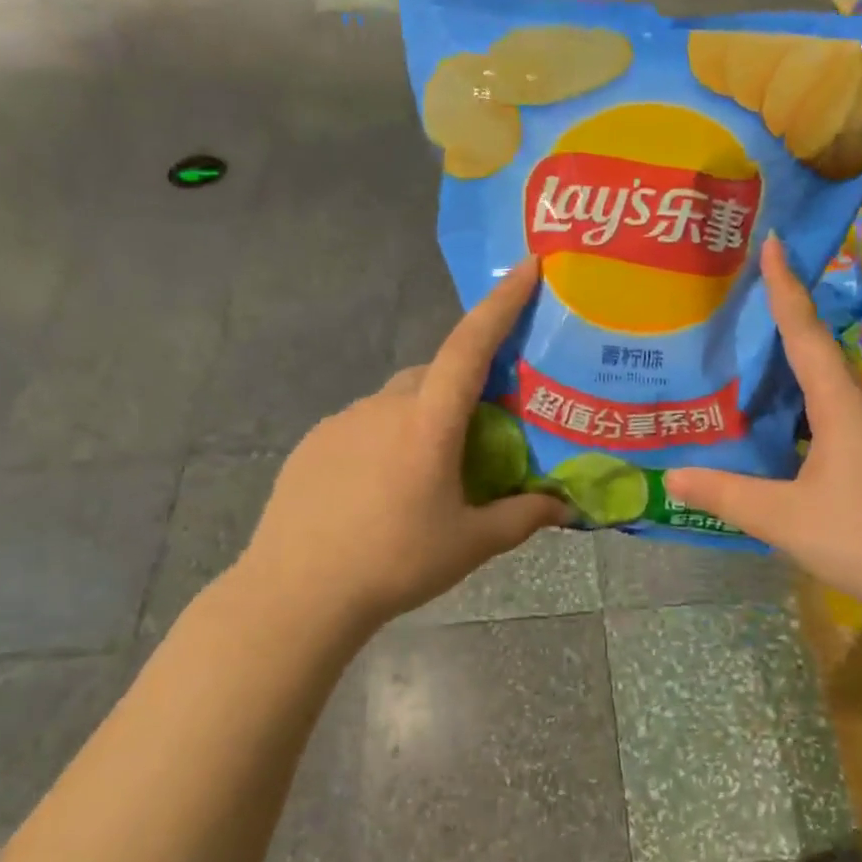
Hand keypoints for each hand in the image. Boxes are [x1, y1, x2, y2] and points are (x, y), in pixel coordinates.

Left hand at [240, 258, 565, 633]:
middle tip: (480, 434)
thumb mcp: (470, 544)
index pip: (470, 346)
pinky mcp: (315, 442)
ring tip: (429, 474)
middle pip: (434, 375)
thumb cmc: (394, 562)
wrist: (296, 593)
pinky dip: (386, 438)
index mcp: (428, 422)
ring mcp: (343, 421)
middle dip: (462, 387)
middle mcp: (385, 406)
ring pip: (398, 401)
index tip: (527, 268)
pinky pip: (365, 424)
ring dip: (423, 418)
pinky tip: (382, 488)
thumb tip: (564, 507)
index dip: (502, 303)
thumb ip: (522, 518)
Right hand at [664, 235, 861, 611]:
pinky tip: (782, 428)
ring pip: (825, 390)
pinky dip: (800, 409)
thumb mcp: (786, 519)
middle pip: (817, 352)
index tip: (774, 241)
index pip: (804, 333)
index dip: (784, 287)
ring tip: (752, 357)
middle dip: (784, 318)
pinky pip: (829, 420)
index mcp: (839, 407)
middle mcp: (859, 412)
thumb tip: (670, 476)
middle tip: (745, 295)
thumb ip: (728, 496)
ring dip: (792, 367)